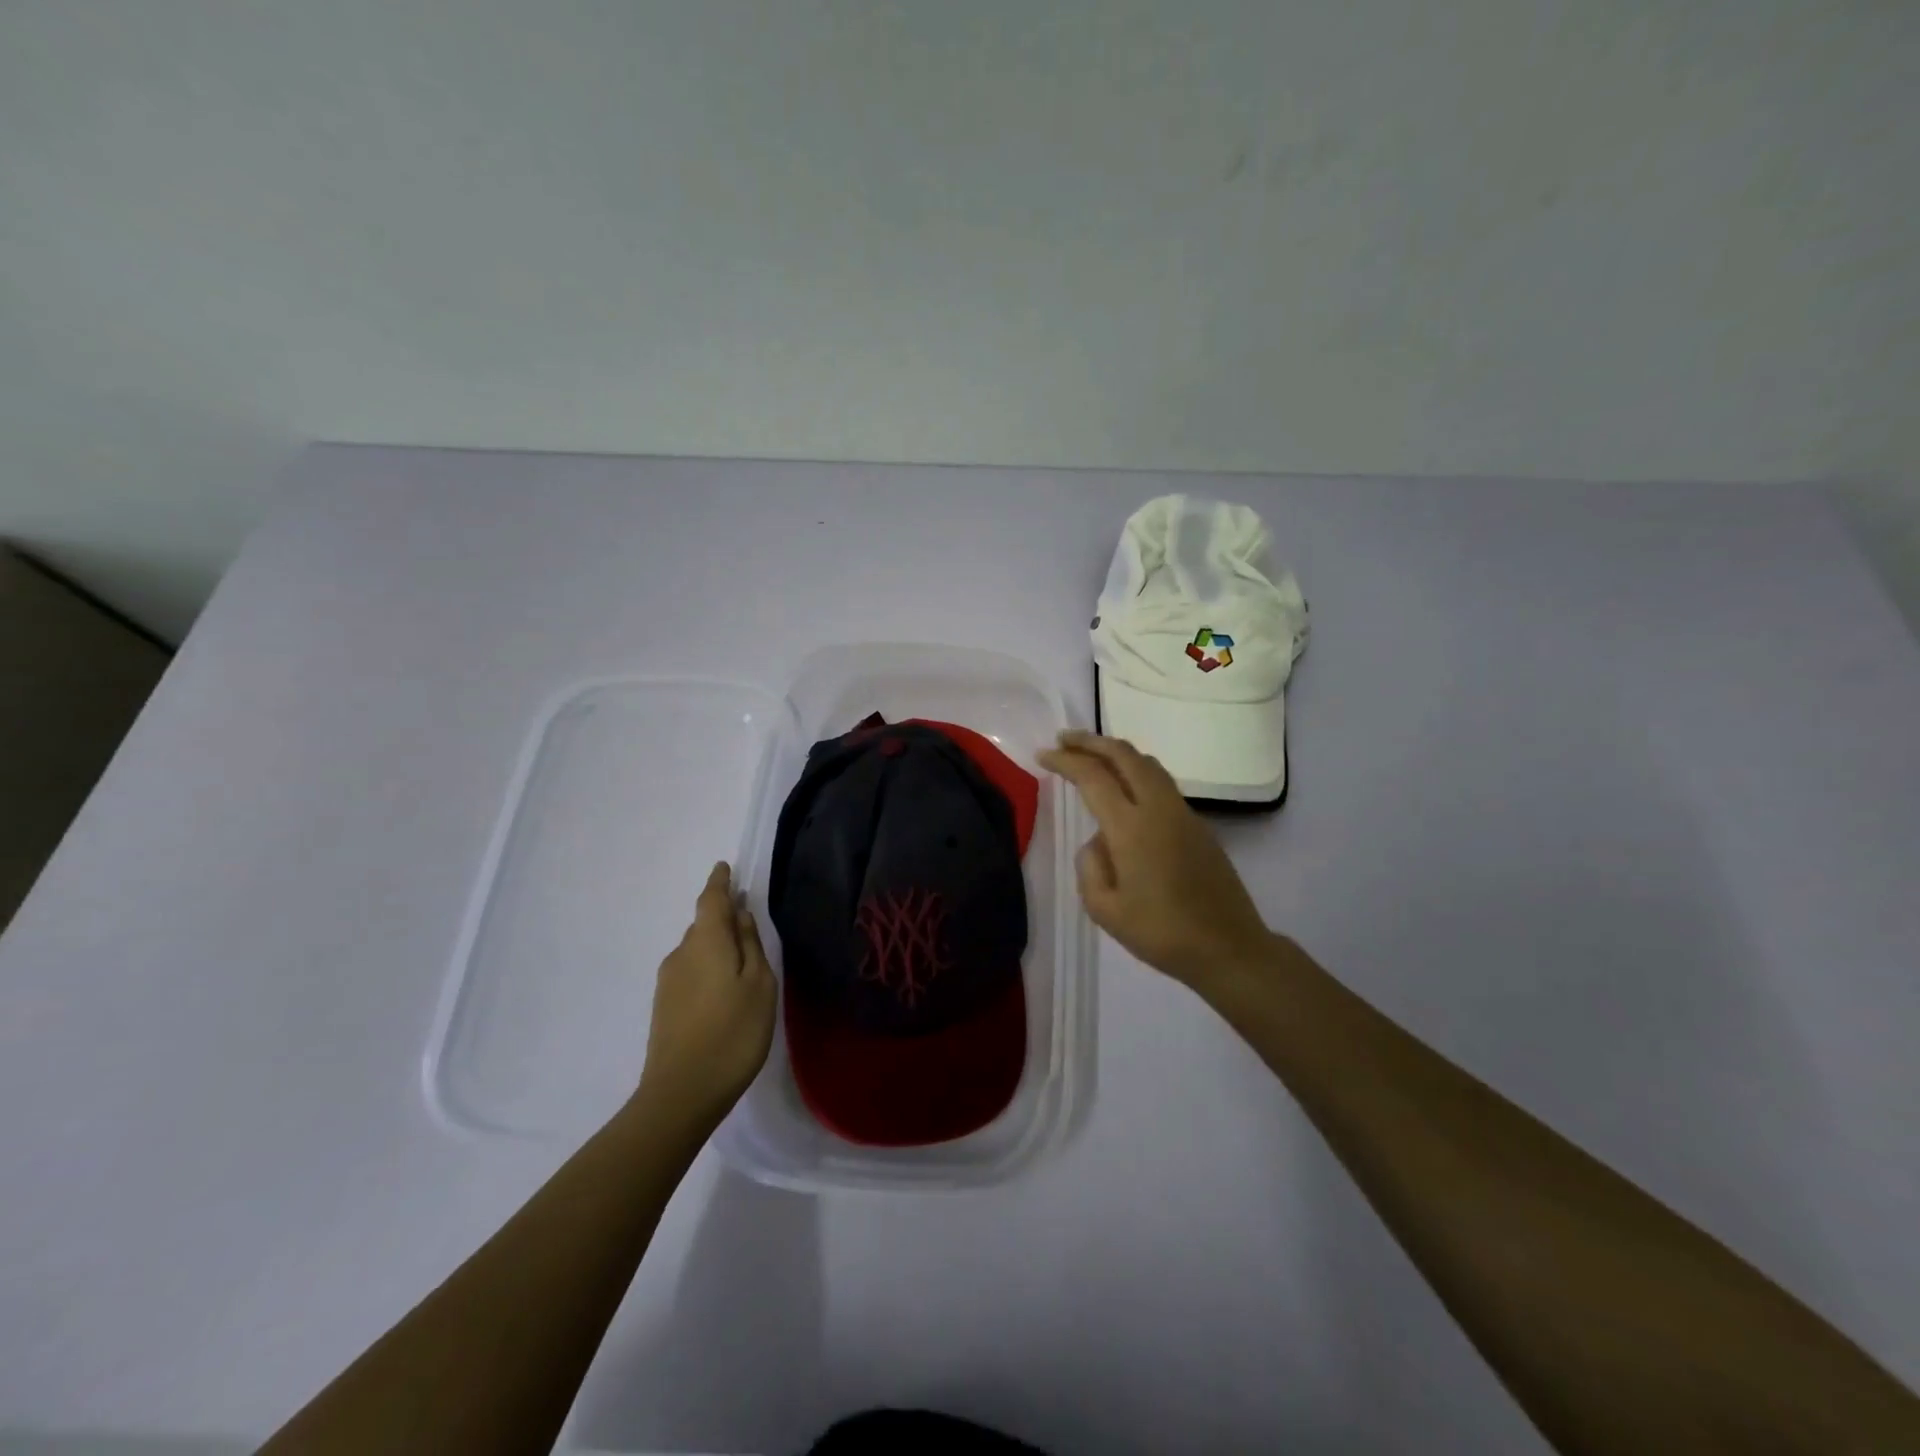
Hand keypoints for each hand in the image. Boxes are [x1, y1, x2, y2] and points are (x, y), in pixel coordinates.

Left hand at [636, 862, 776, 1126]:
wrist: (681, 1093)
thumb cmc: (733, 1032)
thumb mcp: (759, 984)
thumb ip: (751, 944)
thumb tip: (740, 915)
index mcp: (706, 941)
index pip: (711, 899)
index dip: (719, 882)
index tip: (724, 867)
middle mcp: (681, 953)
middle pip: (703, 925)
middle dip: (722, 918)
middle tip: (748, 923)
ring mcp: (668, 981)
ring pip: (696, 950)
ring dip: (716, 947)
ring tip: (741, 965)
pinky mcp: (664, 1007)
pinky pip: (690, 972)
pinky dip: (707, 969)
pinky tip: (723, 992)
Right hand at [1038, 731, 1275, 989]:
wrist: (1227, 947)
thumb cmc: (1161, 933)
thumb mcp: (1105, 910)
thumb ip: (1089, 866)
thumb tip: (1098, 840)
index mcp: (1131, 827)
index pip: (1093, 777)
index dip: (1065, 761)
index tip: (1043, 755)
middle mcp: (1158, 808)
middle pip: (1124, 755)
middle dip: (1091, 741)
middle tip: (1064, 738)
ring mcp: (1182, 812)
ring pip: (1147, 763)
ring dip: (1116, 751)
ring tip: (1092, 754)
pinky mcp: (1197, 824)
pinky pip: (1161, 782)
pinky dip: (1136, 770)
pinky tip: (1124, 786)